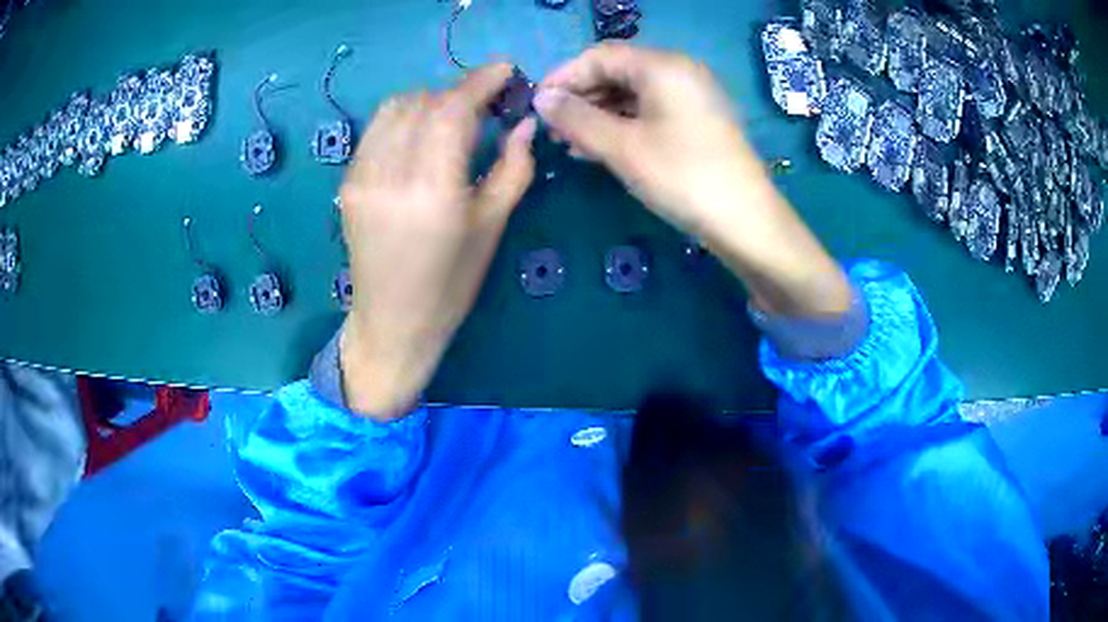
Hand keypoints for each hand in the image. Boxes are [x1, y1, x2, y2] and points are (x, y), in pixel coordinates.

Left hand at [339, 63, 536, 418]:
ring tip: (452, 118)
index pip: (453, 110)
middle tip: (485, 103)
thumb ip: (513, 168)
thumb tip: (524, 124)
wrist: (392, 322)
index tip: (505, 70)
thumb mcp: (492, 228)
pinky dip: (403, 119)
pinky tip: (420, 137)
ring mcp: (361, 177)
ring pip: (395, 108)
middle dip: (459, 92)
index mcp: (433, 191)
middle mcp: (391, 175)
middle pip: (425, 102)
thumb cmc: (451, 285)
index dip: (481, 81)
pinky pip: (377, 130)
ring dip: (429, 101)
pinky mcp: (347, 183)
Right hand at [535, 43, 850, 317]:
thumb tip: (540, 98)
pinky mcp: (698, 120)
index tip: (537, 105)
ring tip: (571, 145)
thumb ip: (576, 118)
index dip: (564, 77)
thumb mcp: (622, 147)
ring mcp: (693, 96)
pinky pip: (652, 111)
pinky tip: (602, 148)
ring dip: (599, 114)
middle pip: (618, 71)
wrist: (746, 222)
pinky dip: (624, 125)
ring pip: (633, 94)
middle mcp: (680, 71)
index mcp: (663, 66)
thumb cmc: (682, 177)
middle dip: (581, 98)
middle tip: (553, 130)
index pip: (600, 56)